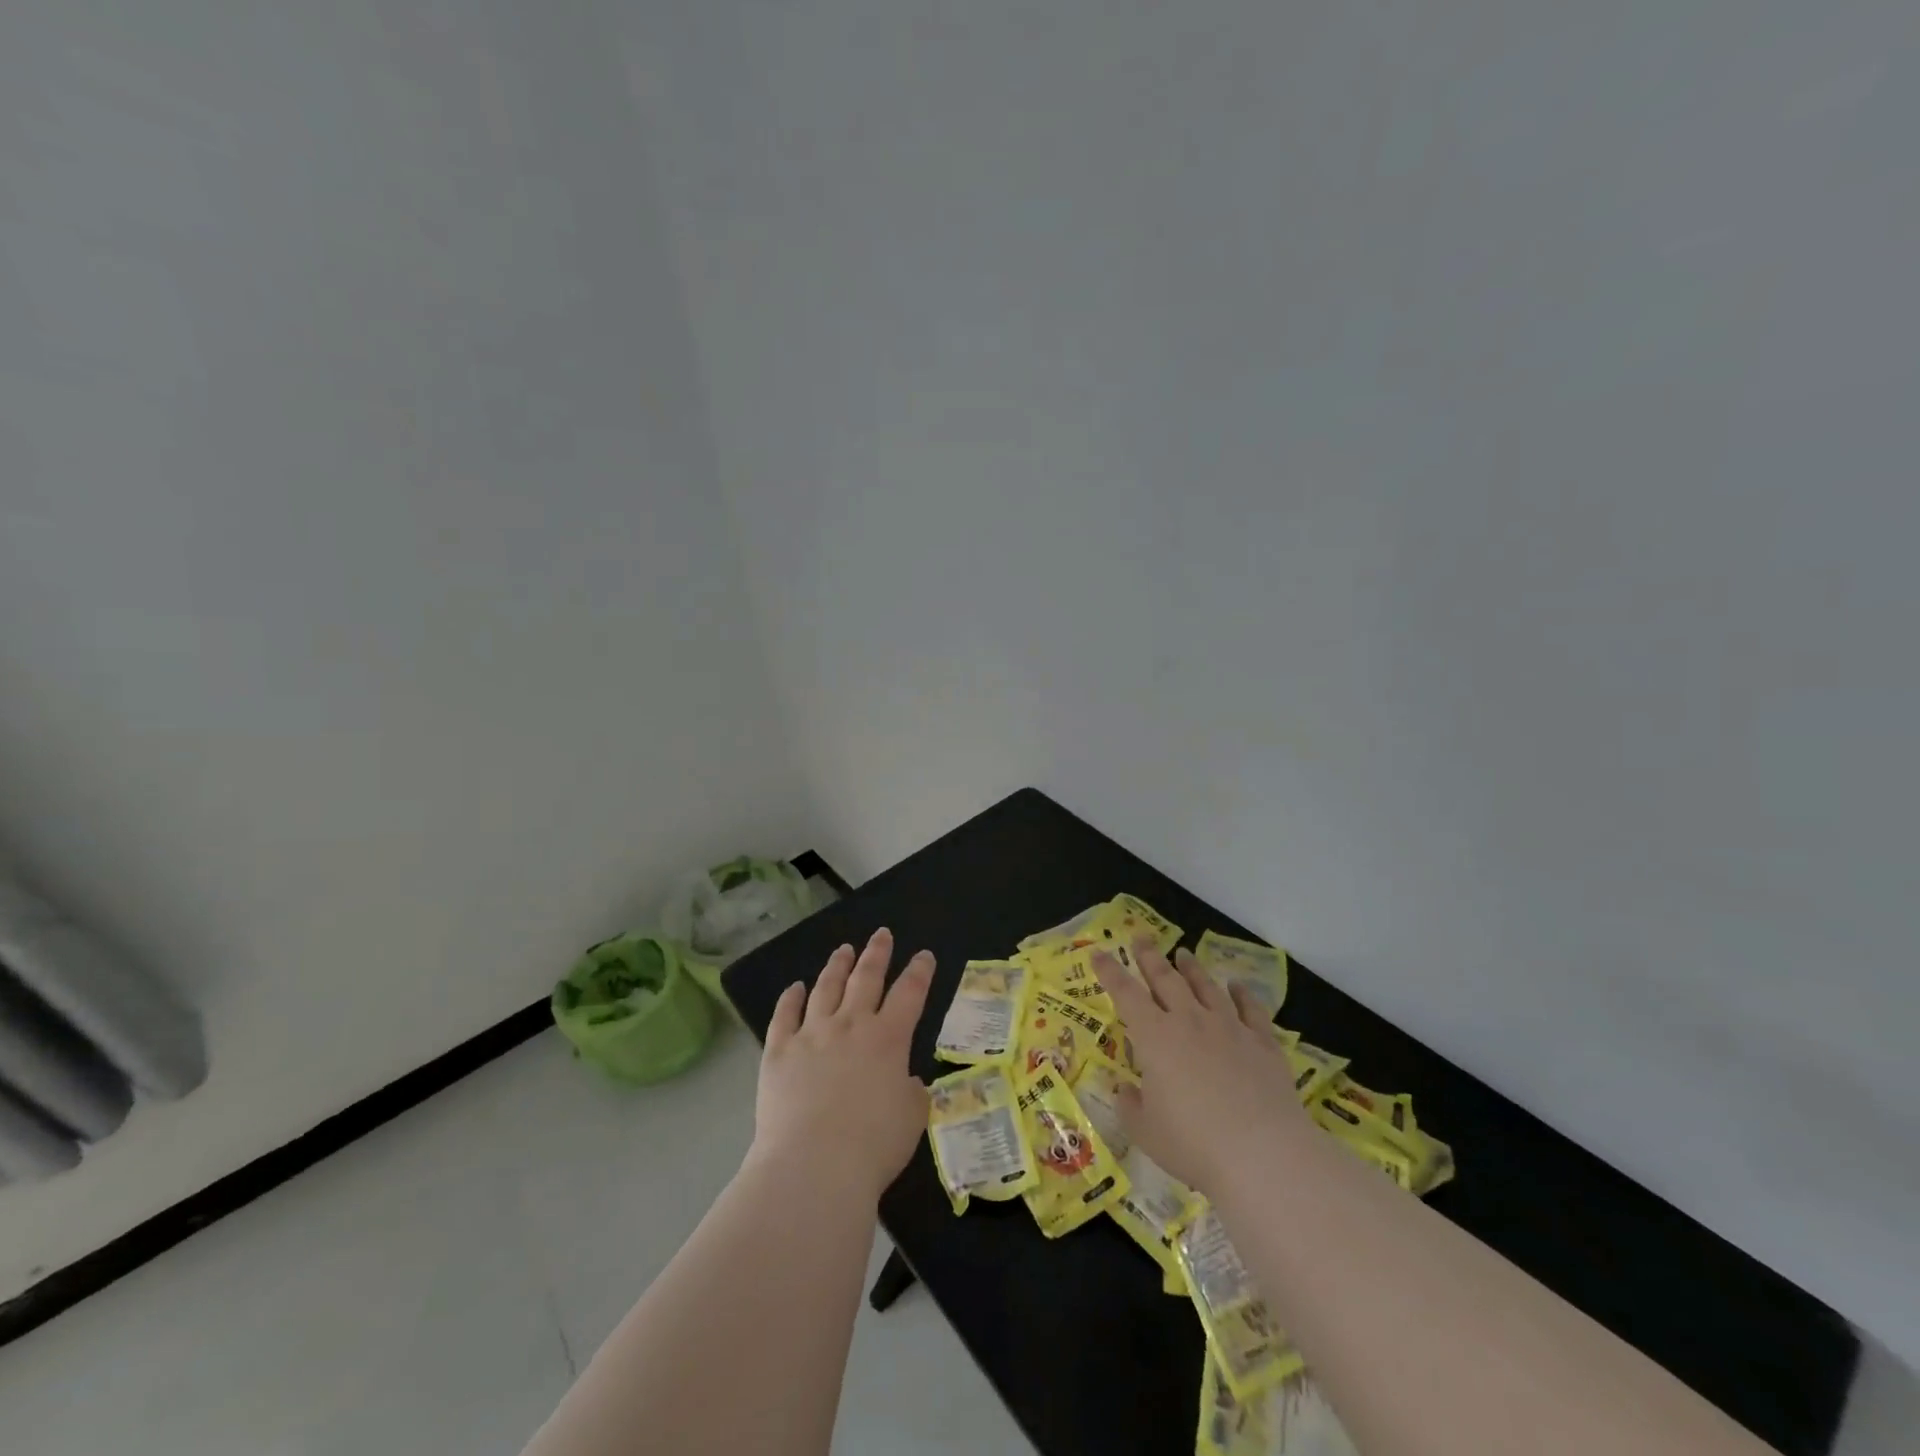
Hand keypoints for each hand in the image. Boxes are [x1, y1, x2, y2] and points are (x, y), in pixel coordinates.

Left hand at [750, 928, 934, 1201]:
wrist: (813, 1166)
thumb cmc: (873, 1145)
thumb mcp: (912, 1119)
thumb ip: (912, 1093)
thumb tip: (906, 1080)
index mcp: (888, 1039)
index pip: (910, 993)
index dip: (919, 972)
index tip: (924, 955)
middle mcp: (851, 1025)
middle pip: (866, 978)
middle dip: (877, 953)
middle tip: (881, 934)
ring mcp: (812, 1034)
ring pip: (826, 988)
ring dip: (837, 966)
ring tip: (843, 950)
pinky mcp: (779, 1051)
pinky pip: (785, 1015)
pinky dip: (790, 998)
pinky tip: (795, 987)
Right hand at [1094, 939, 1311, 1195]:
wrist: (1262, 1153)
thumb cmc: (1193, 1143)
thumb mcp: (1146, 1131)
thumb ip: (1131, 1105)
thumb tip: (1124, 1088)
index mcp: (1154, 1037)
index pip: (1125, 993)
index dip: (1110, 972)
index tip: (1099, 953)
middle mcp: (1189, 1021)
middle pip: (1166, 978)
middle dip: (1150, 957)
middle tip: (1141, 938)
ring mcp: (1229, 1028)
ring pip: (1206, 987)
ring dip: (1192, 968)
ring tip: (1183, 954)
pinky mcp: (1262, 1043)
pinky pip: (1251, 1009)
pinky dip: (1243, 994)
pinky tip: (1237, 985)